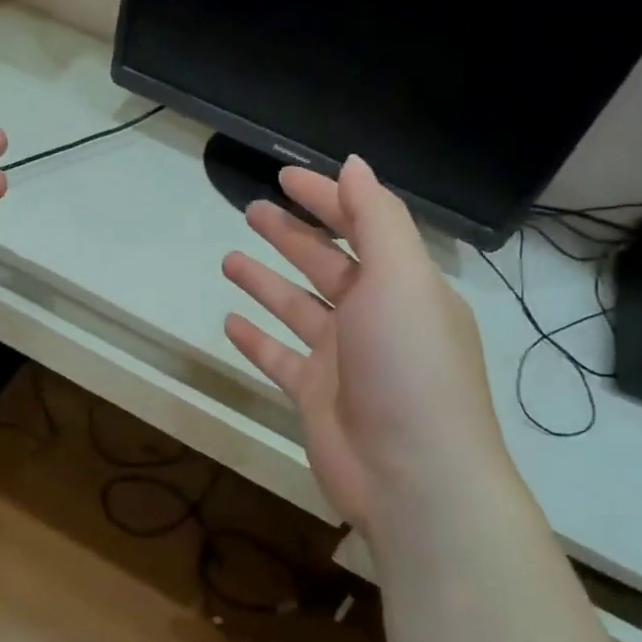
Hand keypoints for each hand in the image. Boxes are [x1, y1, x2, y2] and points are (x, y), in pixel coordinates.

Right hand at [221, 156, 517, 536]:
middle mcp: (375, 317)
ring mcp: (343, 359)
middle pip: (327, 264)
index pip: (362, 226)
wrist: (412, 476)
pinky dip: (257, 339)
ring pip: (298, 308)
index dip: (326, 198)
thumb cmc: (408, 366)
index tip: (284, 176)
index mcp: (404, 285)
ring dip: (267, 281)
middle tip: (250, 209)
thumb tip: (354, 165)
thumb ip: (377, 219)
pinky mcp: (315, 395)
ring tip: (229, 259)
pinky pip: (280, 357)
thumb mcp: (400, 278)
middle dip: (292, 234)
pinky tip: (230, 321)